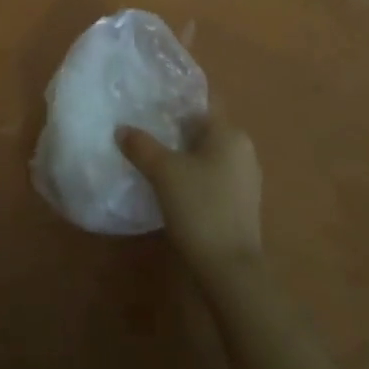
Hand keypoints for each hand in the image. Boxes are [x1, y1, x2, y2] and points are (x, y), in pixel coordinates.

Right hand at [117, 113, 263, 279]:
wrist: (230, 270)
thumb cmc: (200, 208)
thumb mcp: (163, 172)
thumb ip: (141, 146)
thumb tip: (122, 129)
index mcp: (230, 133)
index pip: (202, 101)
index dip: (176, 98)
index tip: (151, 99)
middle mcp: (243, 149)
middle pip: (204, 128)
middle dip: (176, 128)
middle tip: (145, 128)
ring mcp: (246, 178)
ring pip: (209, 154)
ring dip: (184, 153)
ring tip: (154, 157)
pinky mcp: (242, 203)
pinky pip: (214, 176)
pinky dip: (194, 175)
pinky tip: (173, 187)